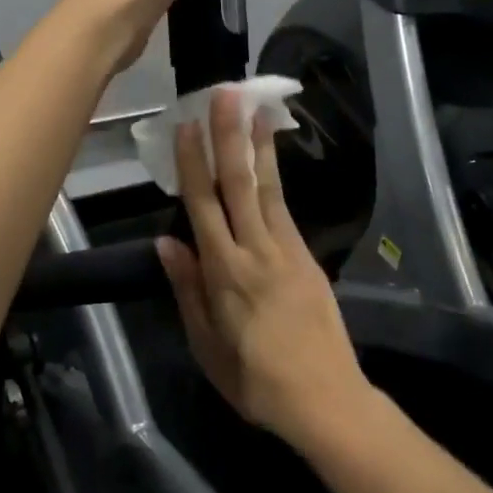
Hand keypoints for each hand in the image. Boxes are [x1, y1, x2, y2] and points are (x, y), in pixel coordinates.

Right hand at [157, 88, 372, 450]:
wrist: (326, 399)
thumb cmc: (256, 381)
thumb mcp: (207, 347)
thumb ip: (188, 290)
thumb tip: (166, 242)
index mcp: (225, 274)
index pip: (203, 207)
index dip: (192, 163)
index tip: (186, 126)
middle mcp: (256, 251)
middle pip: (238, 184)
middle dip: (229, 135)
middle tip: (224, 94)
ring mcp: (287, 250)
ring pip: (267, 187)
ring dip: (258, 145)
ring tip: (253, 109)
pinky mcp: (307, 256)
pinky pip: (286, 208)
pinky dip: (276, 176)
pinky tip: (270, 158)